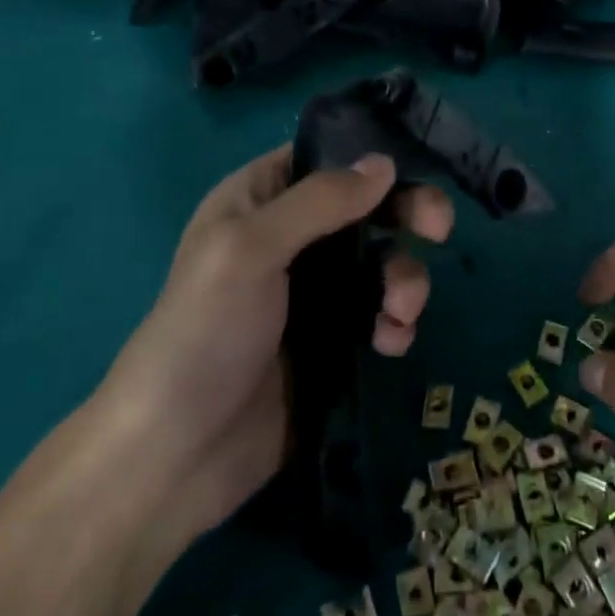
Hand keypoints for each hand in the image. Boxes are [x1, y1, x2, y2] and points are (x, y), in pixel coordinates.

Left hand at [96, 147, 452, 539]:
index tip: (415, 175)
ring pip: (382, 261)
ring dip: (405, 279)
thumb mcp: (250, 249)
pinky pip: (381, 313)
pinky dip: (396, 322)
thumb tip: (385, 163)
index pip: (327, 159)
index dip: (372, 161)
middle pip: (367, 208)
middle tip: (439, 229)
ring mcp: (314, 293)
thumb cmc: (203, 332)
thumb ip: (320, 201)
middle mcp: (291, 238)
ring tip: (401, 311)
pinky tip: (391, 343)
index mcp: (260, 201)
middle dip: (407, 216)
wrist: (174, 456)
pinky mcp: (333, 341)